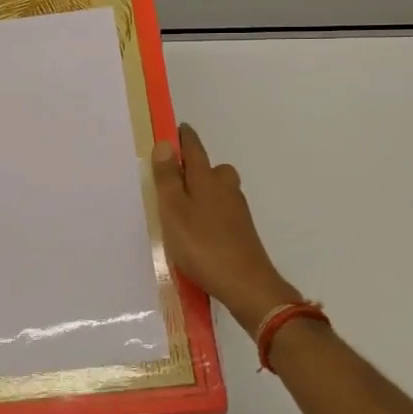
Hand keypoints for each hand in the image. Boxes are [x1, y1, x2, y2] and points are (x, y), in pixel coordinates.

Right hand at [152, 123, 299, 338]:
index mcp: (207, 178)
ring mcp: (237, 210)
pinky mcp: (242, 231)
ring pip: (218, 191)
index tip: (176, 129)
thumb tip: (165, 143)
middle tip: (173, 178)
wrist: (246, 284)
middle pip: (210, 169)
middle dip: (195, 168)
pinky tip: (198, 231)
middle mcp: (226, 188)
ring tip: (181, 208)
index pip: (194, 148)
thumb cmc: (202, 245)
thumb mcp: (174, 210)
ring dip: (202, 192)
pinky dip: (209, 213)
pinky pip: (221, 211)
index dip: (184, 138)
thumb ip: (168, 178)